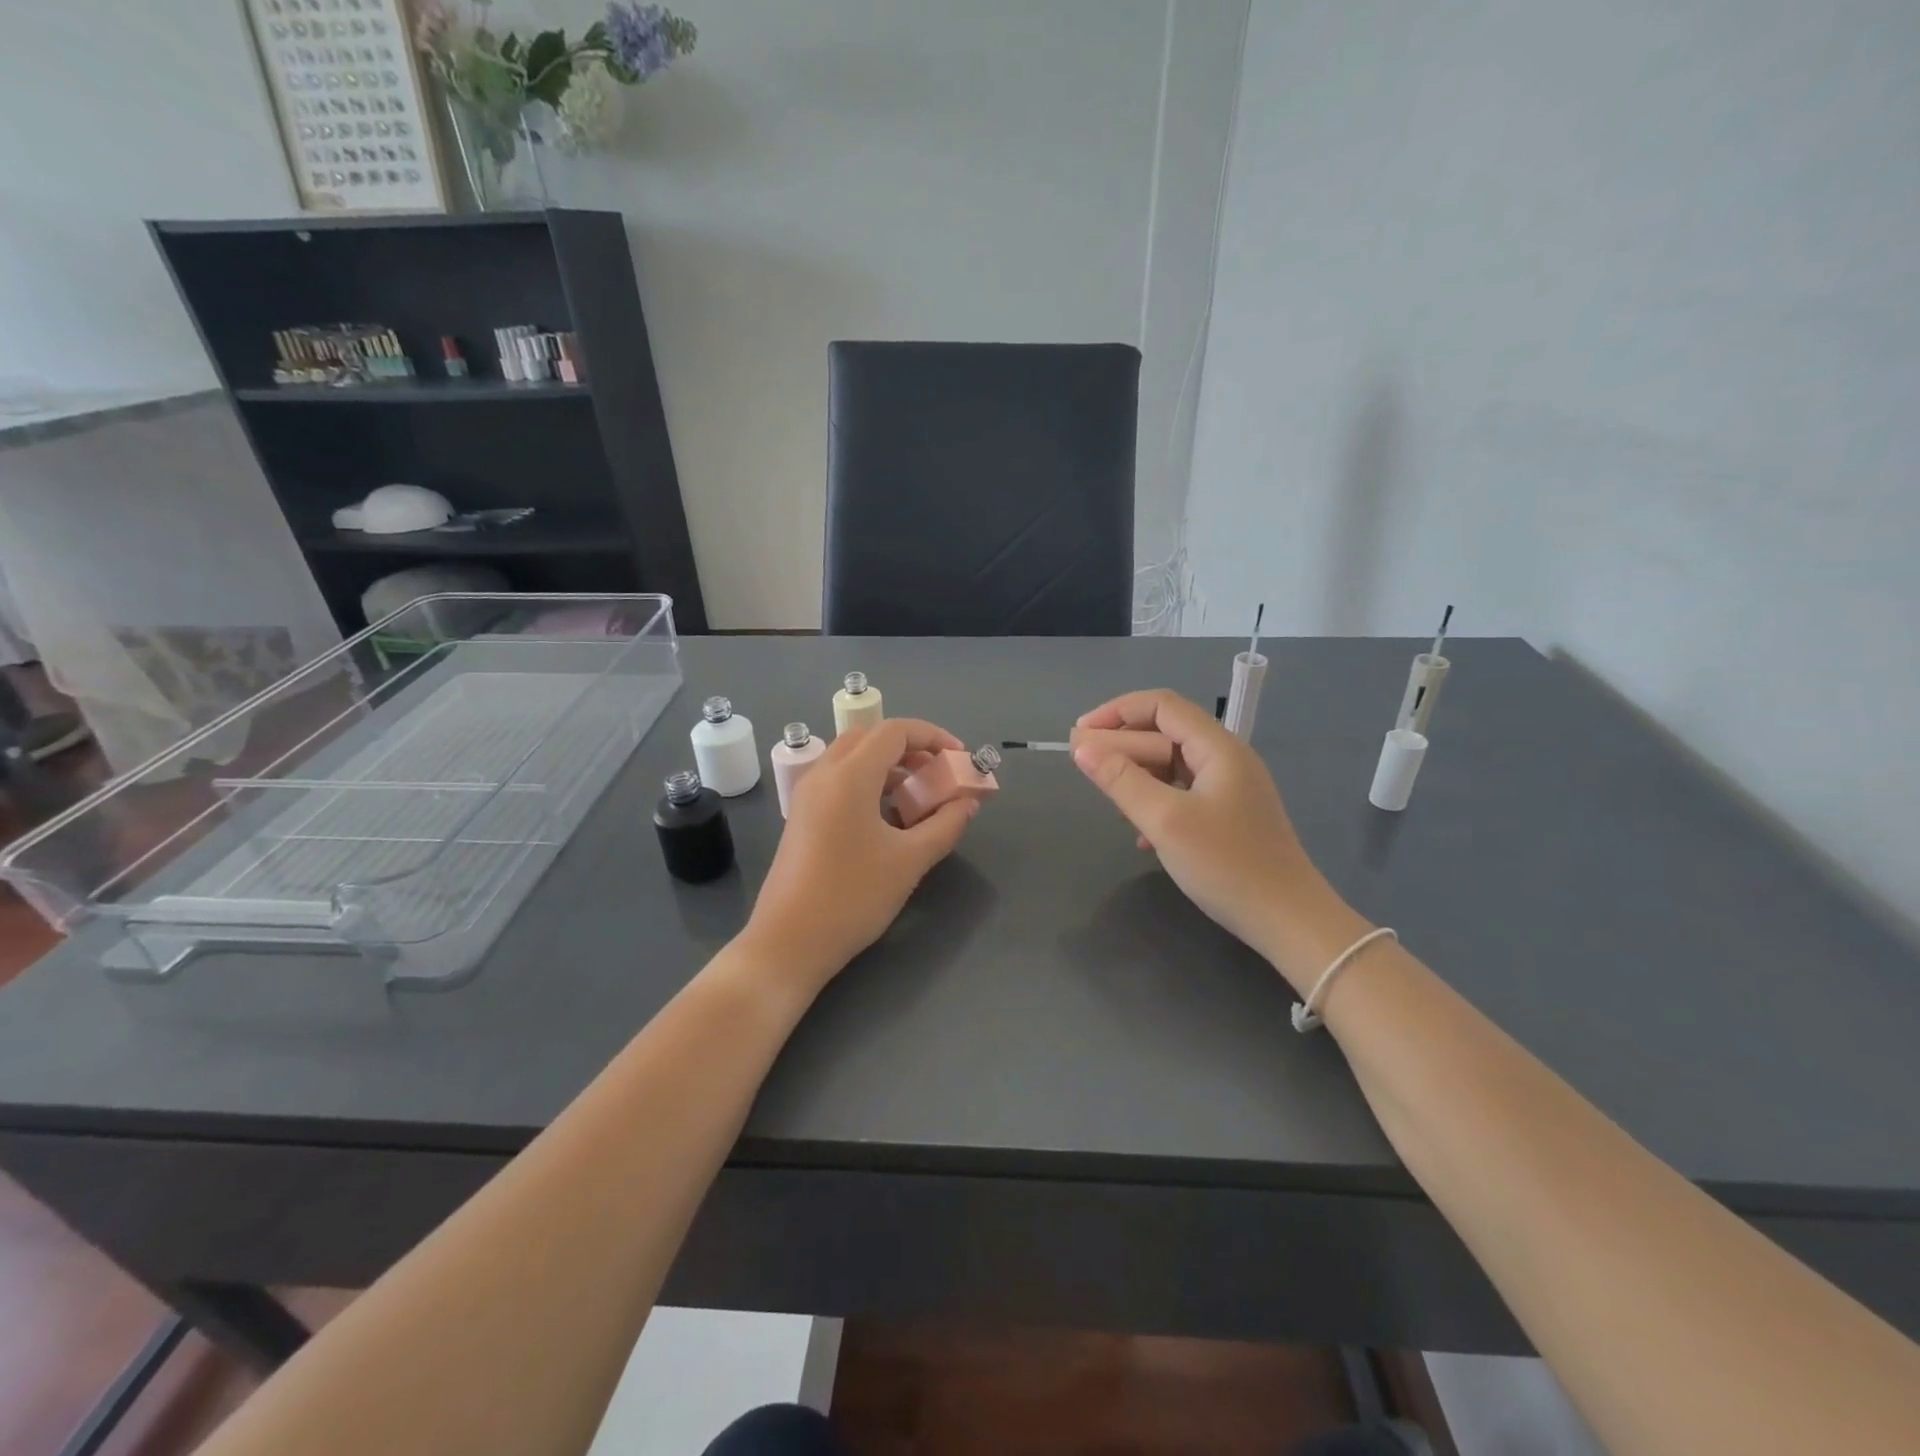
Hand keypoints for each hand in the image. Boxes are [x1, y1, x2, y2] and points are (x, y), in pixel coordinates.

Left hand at [743, 718, 980, 988]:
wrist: (788, 943)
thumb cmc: (853, 897)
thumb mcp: (909, 861)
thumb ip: (946, 824)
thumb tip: (968, 802)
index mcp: (849, 776)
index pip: (895, 731)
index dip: (933, 736)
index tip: (960, 759)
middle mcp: (823, 775)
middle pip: (870, 738)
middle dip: (910, 749)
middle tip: (938, 774)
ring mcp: (807, 796)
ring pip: (852, 759)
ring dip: (888, 767)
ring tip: (918, 797)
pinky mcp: (802, 817)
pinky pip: (839, 782)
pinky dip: (868, 784)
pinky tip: (888, 819)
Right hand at [1071, 690, 1353, 980]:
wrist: (1288, 921)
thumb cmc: (1226, 865)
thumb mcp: (1165, 821)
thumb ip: (1121, 780)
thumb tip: (1081, 747)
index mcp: (1217, 748)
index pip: (1161, 705)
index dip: (1116, 712)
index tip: (1079, 736)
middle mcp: (1225, 759)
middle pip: (1165, 734)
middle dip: (1121, 745)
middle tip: (1083, 769)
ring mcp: (1229, 789)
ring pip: (1171, 766)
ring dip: (1135, 775)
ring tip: (1108, 800)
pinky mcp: (1228, 816)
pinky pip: (1182, 793)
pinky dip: (1154, 802)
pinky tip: (1138, 834)